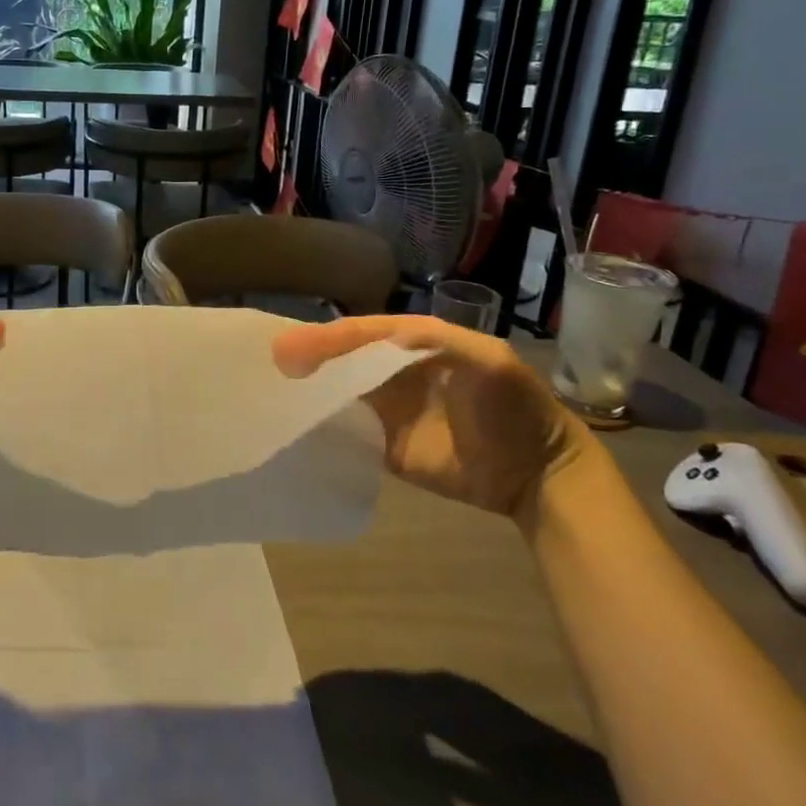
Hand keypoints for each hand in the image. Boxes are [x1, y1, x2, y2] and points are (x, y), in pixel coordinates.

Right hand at [273, 316, 587, 524]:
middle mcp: (392, 370)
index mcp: (412, 343)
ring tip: (270, 389)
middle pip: (341, 358)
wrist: (536, 472)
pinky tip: (294, 425)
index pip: (361, 333)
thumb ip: (436, 342)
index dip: (329, 337)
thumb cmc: (513, 407)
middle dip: (308, 357)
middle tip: (272, 363)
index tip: (294, 348)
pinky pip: (345, 430)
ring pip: (336, 391)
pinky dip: (320, 426)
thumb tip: (378, 332)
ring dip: (307, 389)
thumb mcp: (487, 362)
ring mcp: (386, 408)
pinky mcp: (382, 445)